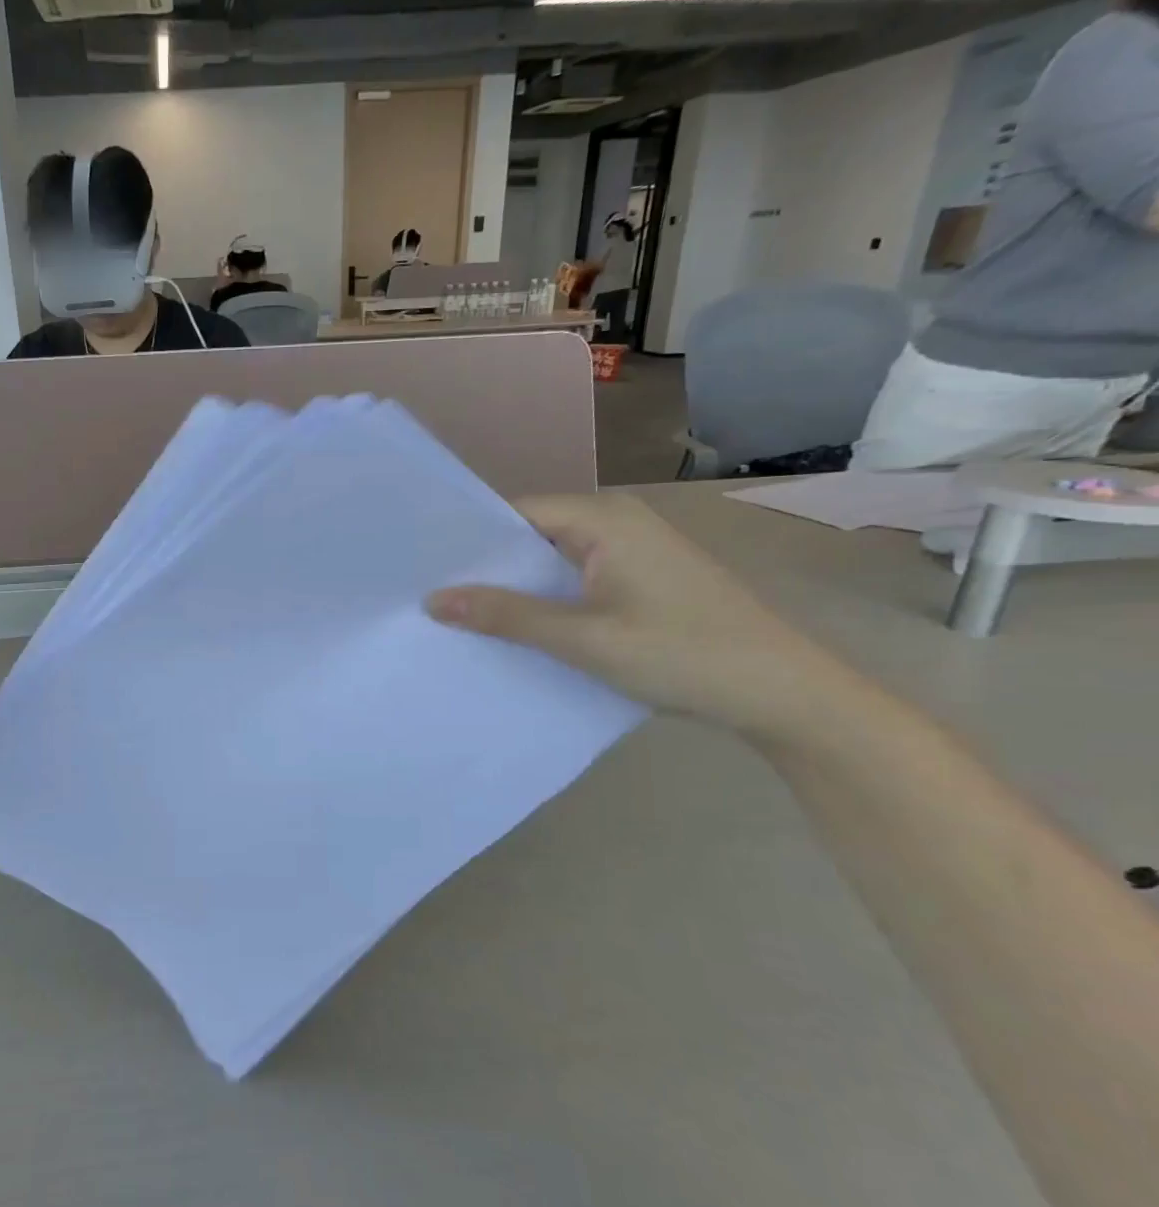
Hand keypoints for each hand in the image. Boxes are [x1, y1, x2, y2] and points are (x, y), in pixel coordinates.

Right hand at [427, 493, 860, 735]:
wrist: (783, 694)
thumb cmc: (682, 654)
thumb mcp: (583, 638)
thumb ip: (506, 615)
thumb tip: (433, 599)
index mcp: (603, 519)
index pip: (514, 513)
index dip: (469, 541)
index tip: (423, 569)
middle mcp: (616, 522)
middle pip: (531, 535)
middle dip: (488, 567)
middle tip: (431, 597)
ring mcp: (633, 550)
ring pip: (553, 561)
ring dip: (517, 588)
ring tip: (461, 615)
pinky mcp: (642, 578)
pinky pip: (576, 579)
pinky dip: (547, 601)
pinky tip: (518, 628)